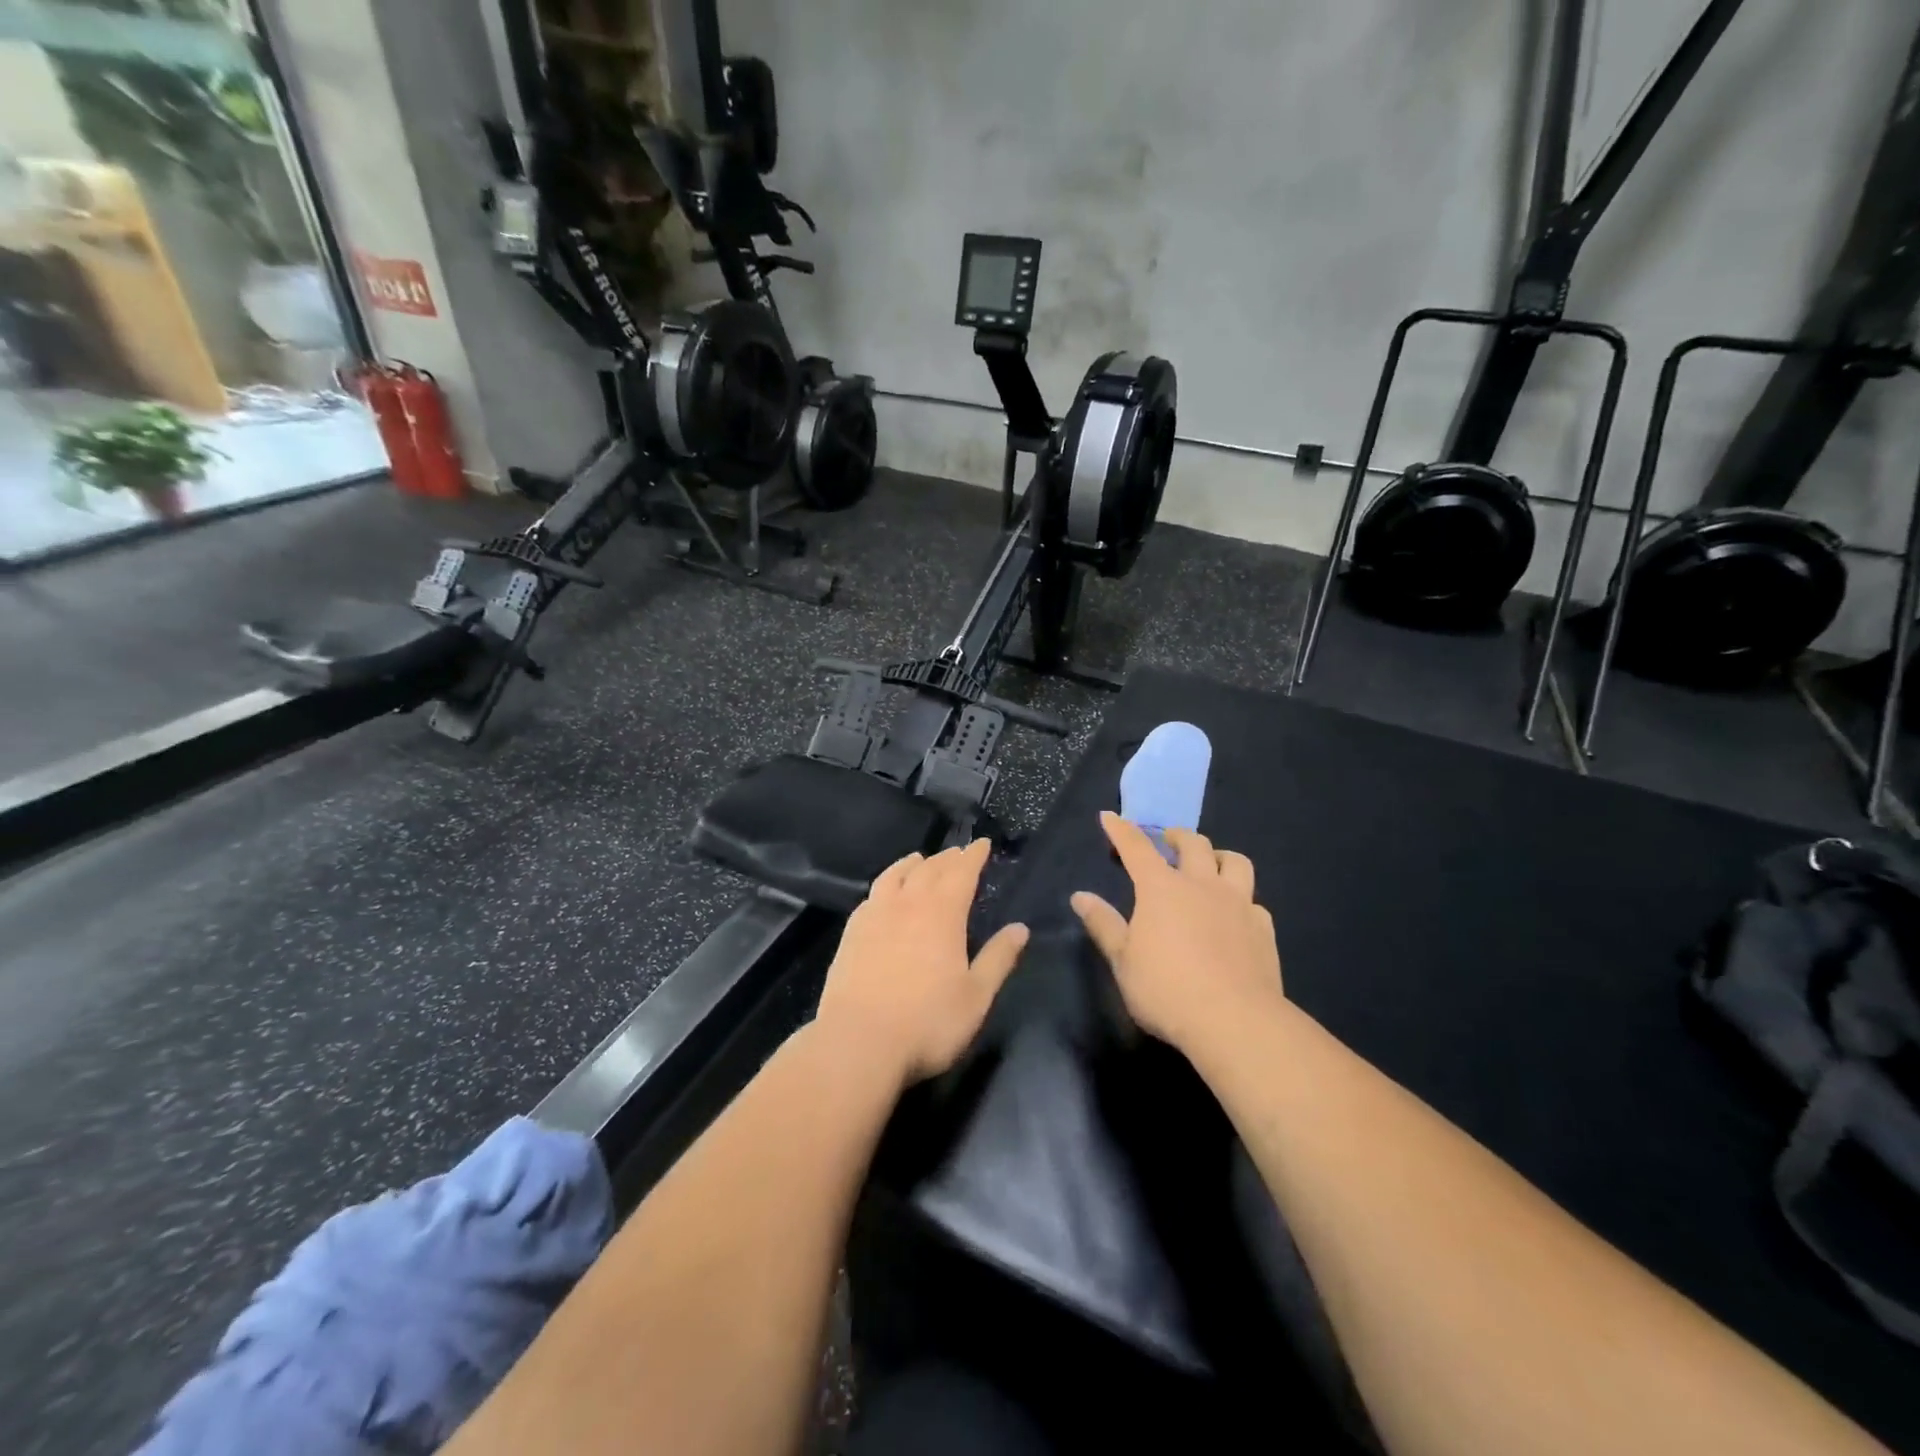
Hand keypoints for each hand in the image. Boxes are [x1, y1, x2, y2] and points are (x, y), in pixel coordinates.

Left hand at [816, 840, 1029, 1088]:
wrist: (858, 1042)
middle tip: (959, 852)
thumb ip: (999, 958)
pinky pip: (872, 895)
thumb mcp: (976, 996)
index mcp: (943, 913)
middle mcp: (908, 904)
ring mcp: (875, 915)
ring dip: (913, 863)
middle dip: (948, 858)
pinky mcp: (851, 932)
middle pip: (930, 869)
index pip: (962, 873)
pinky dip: (885, 884)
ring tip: (921, 859)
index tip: (982, 843)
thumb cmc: (927, 1022)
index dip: (974, 856)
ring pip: (896, 875)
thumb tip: (1021, 928)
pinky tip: (885, 893)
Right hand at [1072, 813, 1284, 1053]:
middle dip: (1176, 836)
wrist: (1234, 1021)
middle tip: (1167, 841)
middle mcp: (1202, 885)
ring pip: (1235, 862)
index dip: (1121, 830)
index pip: (1137, 848)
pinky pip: (1254, 901)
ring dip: (1218, 857)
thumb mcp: (1123, 960)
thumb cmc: (1166, 990)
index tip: (1110, 817)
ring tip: (1210, 865)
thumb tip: (1080, 896)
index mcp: (1161, 888)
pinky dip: (1241, 899)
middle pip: (1193, 844)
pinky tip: (1235, 915)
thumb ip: (1103, 924)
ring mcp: (1238, 904)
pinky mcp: (1263, 929)